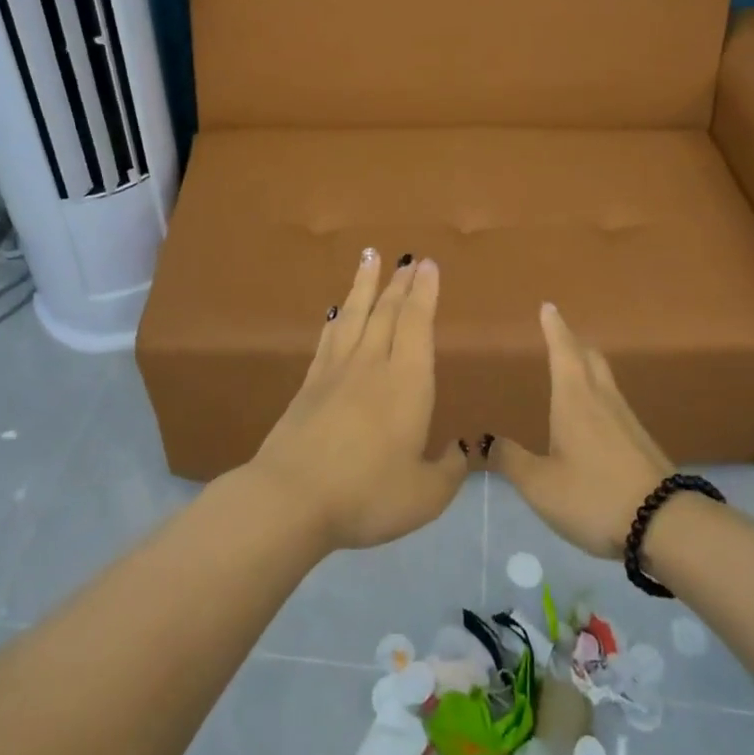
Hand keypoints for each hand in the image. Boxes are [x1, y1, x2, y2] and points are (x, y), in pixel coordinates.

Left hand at [250, 251, 467, 549]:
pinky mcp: (309, 385)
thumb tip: (462, 449)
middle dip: (399, 282)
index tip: (428, 265)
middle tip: (407, 258)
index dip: (424, 293)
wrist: (291, 498)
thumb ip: (449, 470)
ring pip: (354, 315)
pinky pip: (328, 339)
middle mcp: (371, 365)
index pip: (416, 324)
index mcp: (406, 383)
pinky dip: (336, 318)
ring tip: (369, 256)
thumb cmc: (366, 494)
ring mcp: (335, 372)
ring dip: (364, 284)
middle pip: (387, 312)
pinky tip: (336, 310)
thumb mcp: (425, 495)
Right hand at [491, 302, 672, 558]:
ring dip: (587, 365)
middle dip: (573, 342)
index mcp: (575, 401)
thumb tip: (485, 440)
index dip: (554, 329)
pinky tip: (592, 415)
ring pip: (604, 379)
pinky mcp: (640, 442)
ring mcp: (626, 420)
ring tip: (572, 367)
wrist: (665, 525)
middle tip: (560, 332)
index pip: (563, 352)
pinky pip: (613, 402)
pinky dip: (597, 393)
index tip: (549, 306)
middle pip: (590, 358)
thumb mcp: (540, 485)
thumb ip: (511, 460)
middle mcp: (602, 401)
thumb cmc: (594, 496)